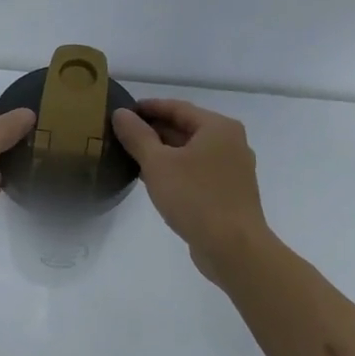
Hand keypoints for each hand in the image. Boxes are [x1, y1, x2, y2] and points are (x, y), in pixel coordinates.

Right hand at [111, 99, 270, 281]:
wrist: (233, 248)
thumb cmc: (196, 198)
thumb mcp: (158, 164)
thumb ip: (137, 136)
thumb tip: (121, 114)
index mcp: (218, 127)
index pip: (177, 107)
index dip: (148, 107)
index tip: (123, 111)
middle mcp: (231, 143)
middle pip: (187, 128)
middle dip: (155, 131)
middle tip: (123, 135)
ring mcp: (233, 169)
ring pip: (192, 152)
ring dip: (164, 152)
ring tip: (133, 157)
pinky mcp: (230, 192)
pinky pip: (198, 172)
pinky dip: (177, 170)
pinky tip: (156, 181)